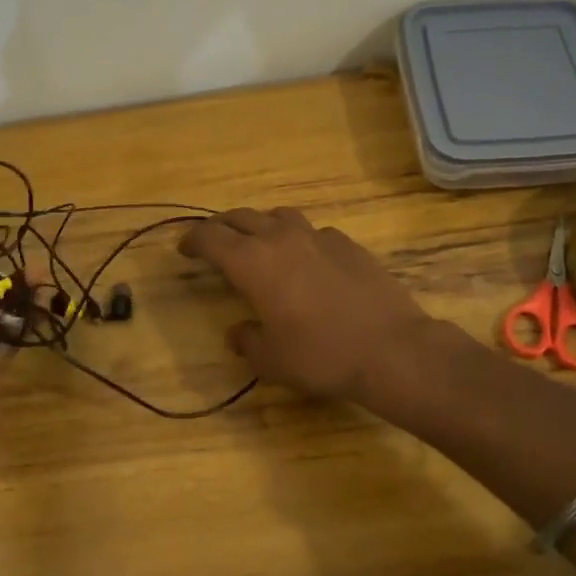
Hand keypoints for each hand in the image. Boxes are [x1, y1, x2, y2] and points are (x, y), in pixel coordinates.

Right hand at [177, 207, 432, 403]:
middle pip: (241, 218)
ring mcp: (318, 237)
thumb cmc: (320, 355)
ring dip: (260, 224)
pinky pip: (312, 231)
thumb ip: (247, 341)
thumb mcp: (271, 360)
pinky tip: (306, 258)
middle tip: (213, 240)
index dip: (193, 240)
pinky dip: (298, 238)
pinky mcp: (348, 244)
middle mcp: (280, 239)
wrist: (391, 349)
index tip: (184, 248)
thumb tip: (238, 332)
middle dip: (221, 226)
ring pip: (278, 215)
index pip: (211, 238)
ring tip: (257, 240)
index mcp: (252, 262)